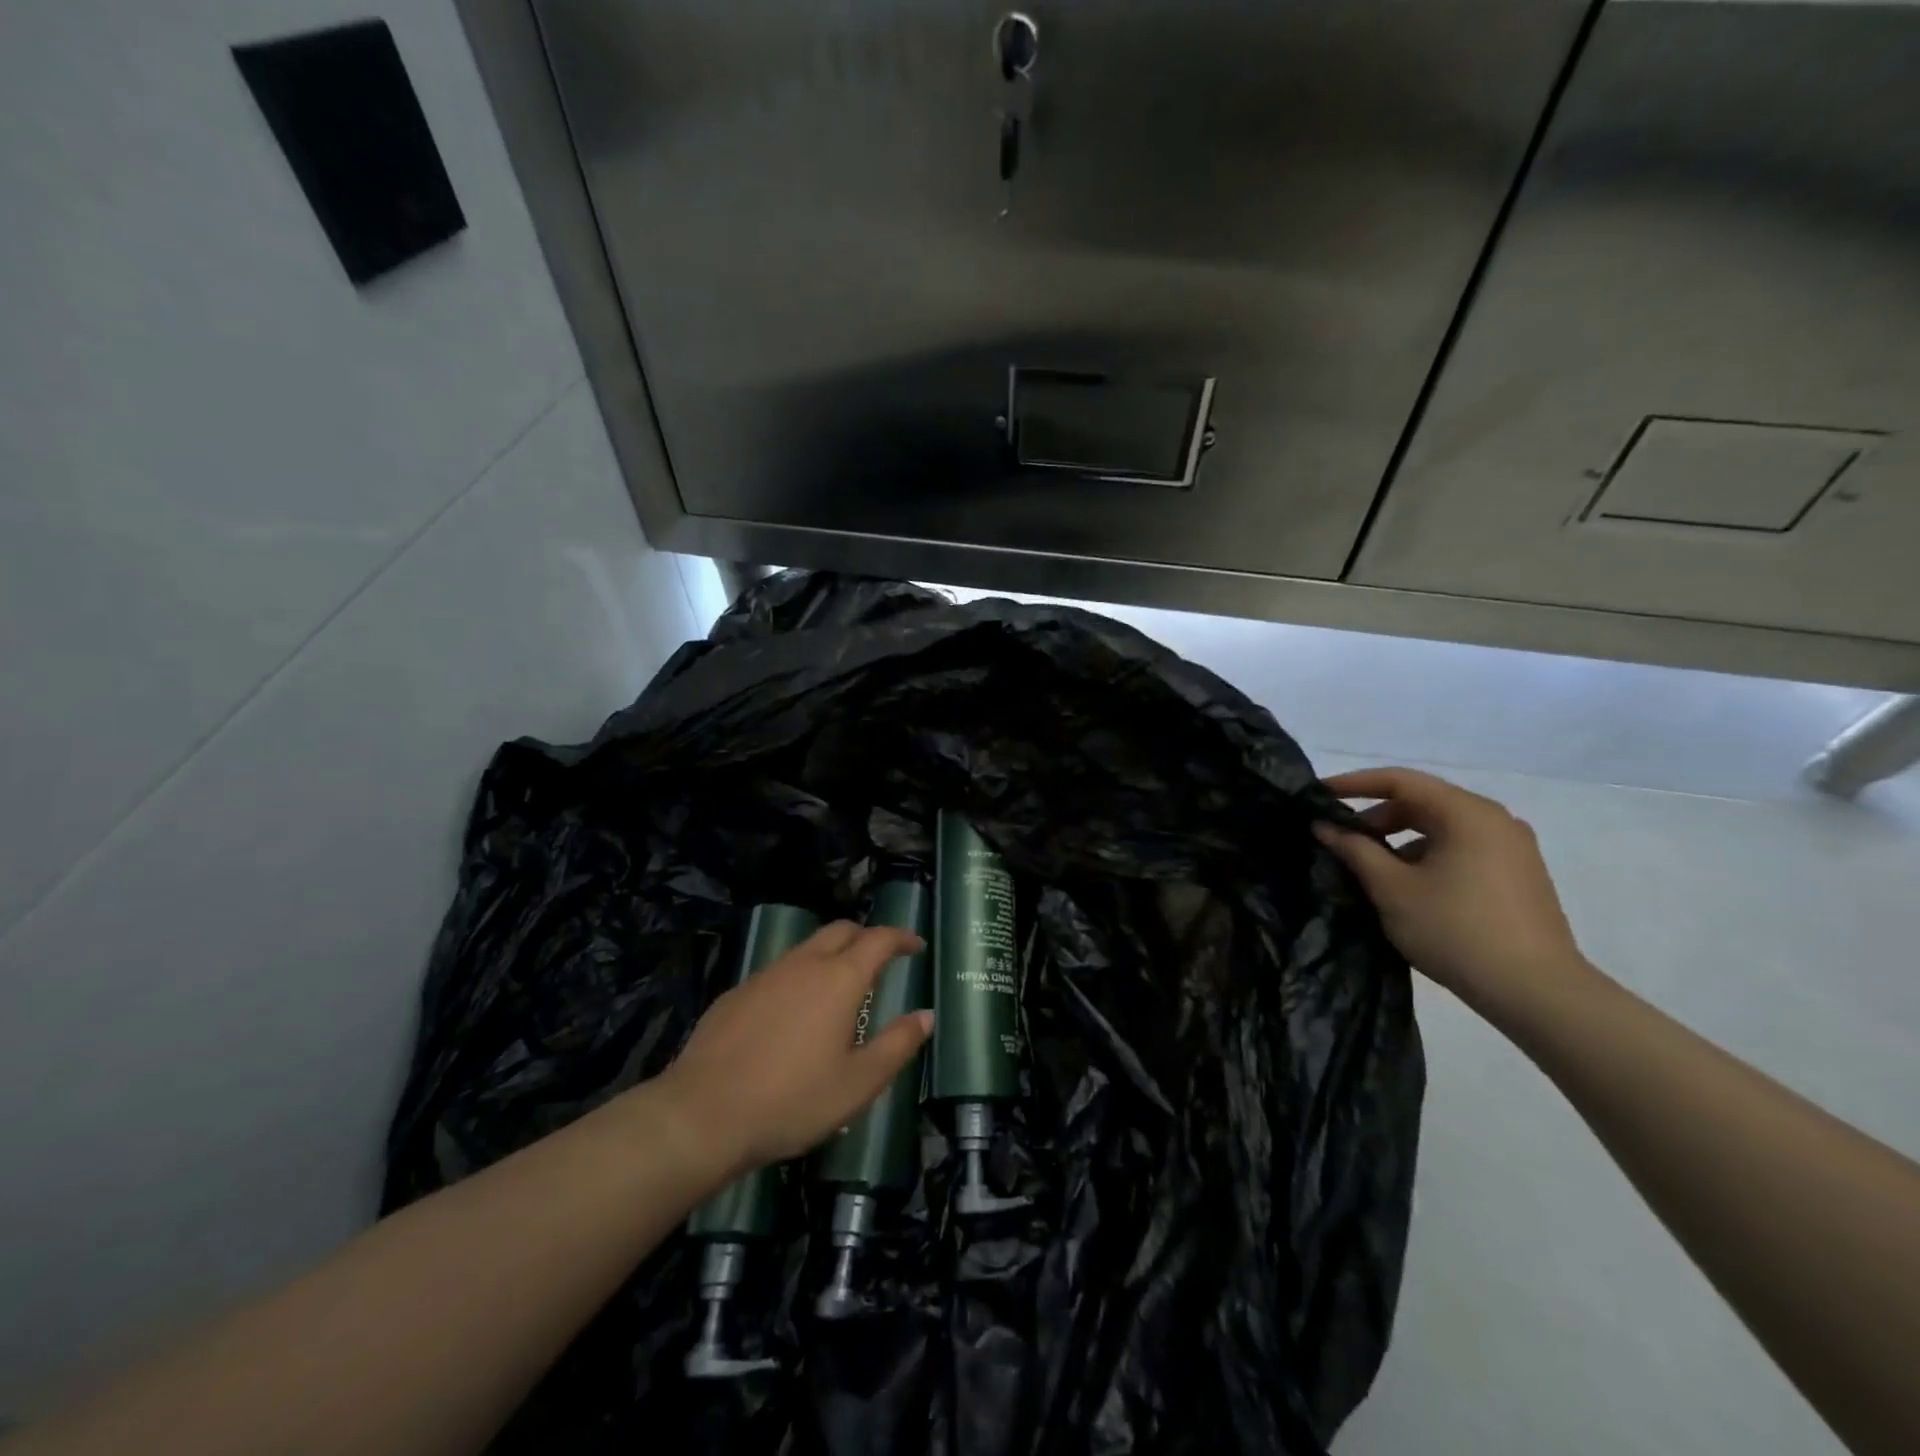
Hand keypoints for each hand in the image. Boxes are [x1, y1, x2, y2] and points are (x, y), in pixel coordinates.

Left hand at [649, 921, 933, 1177]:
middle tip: (881, 959)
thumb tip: (926, 1015)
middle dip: (865, 936)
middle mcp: (803, 964)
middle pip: (841, 930)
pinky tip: (793, 1013)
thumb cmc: (792, 1100)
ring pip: (807, 948)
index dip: (901, 937)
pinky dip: (799, 977)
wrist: (703, 1114)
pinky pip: (779, 971)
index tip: (915, 945)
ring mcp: (766, 975)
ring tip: (839, 986)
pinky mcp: (737, 993)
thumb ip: (897, 1045)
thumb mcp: (858, 1083)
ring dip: (831, 955)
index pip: (878, 939)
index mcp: (839, 979)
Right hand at [1313, 767, 1587, 1012]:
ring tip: (1369, 866)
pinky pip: (1461, 848)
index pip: (1400, 781)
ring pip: (1442, 827)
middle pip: (1423, 802)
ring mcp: (1512, 848)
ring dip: (1400, 838)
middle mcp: (1495, 820)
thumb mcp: (1392, 888)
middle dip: (1376, 816)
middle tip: (1340, 838)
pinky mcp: (1518, 874)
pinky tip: (1407, 886)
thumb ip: (1354, 850)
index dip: (1354, 783)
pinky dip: (1427, 855)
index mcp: (1467, 813)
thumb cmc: (1456, 930)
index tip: (1318, 794)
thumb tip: (1324, 826)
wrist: (1537, 992)